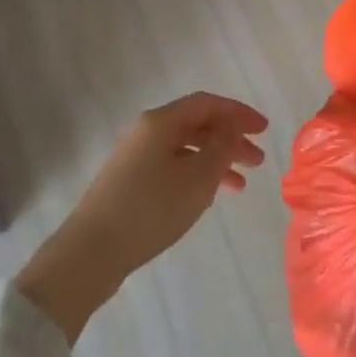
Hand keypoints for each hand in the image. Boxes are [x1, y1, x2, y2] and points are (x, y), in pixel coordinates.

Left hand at [16, 93, 267, 341]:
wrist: (91, 252)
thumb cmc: (152, 208)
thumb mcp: (198, 177)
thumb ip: (221, 145)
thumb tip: (230, 125)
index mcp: (161, 122)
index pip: (207, 104)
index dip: (238, 113)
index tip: (264, 129)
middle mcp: (146, 132)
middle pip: (197, 125)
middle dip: (230, 139)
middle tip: (258, 160)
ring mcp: (135, 158)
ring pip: (185, 149)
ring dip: (216, 161)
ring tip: (241, 185)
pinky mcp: (129, 182)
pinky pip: (172, 167)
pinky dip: (196, 176)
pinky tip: (209, 197)